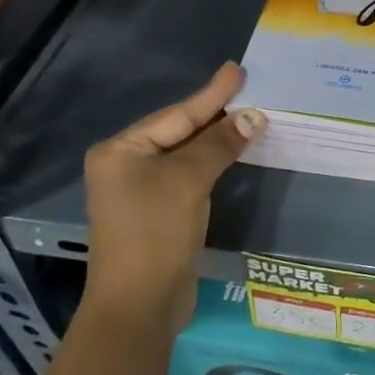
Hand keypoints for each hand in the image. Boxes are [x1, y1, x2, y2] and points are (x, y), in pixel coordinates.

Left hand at [82, 63, 264, 334]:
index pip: (176, 114)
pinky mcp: (158, 213)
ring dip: (218, 139)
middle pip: (179, 131)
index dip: (211, 93)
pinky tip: (234, 152)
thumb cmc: (156, 233)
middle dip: (216, 114)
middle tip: (249, 89)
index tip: (237, 69)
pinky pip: (190, 176)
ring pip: (187, 154)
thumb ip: (220, 144)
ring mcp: (141, 191)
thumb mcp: (189, 180)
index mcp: (121, 150)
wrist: (140, 304)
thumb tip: (253, 116)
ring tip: (249, 115)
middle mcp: (126, 165)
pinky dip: (214, 163)